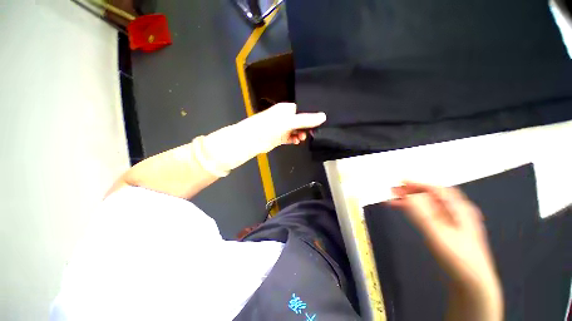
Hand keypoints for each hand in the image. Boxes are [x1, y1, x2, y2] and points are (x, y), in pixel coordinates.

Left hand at [237, 103, 326, 152]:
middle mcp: (285, 117)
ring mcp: (282, 127)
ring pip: (296, 130)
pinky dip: (294, 139)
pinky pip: (290, 137)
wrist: (253, 140)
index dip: (310, 117)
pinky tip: (296, 141)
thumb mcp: (290, 122)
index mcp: (287, 109)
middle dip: (306, 127)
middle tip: (311, 133)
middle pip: (300, 121)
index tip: (318, 124)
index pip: (303, 110)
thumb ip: (306, 120)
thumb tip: (323, 116)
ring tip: (301, 138)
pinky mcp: (279, 137)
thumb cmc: (270, 126)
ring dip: (300, 134)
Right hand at [390, 182, 502, 320]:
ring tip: (394, 201)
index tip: (400, 182)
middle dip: (411, 191)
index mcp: (460, 210)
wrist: (473, 284)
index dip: (417, 183)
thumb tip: (409, 196)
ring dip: (411, 201)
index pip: (436, 189)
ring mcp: (453, 222)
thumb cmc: (459, 260)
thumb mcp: (439, 236)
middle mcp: (457, 212)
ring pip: (429, 205)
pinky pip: (429, 214)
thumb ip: (422, 214)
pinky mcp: (447, 231)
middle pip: (431, 196)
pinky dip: (416, 211)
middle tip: (394, 191)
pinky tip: (407, 212)